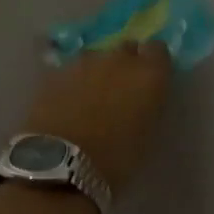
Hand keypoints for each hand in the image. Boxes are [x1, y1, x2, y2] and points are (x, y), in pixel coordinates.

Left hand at [20, 41, 172, 193]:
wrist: (60, 164)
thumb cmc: (115, 160)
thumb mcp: (146, 134)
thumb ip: (147, 105)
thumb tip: (140, 99)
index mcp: (148, 74)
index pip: (158, 50)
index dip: (153, 63)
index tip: (150, 80)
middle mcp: (118, 59)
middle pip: (126, 49)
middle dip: (125, 64)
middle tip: (121, 90)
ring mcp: (83, 62)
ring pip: (96, 58)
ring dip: (97, 72)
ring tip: (91, 99)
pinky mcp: (55, 72)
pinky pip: (71, 71)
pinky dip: (72, 82)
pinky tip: (67, 103)